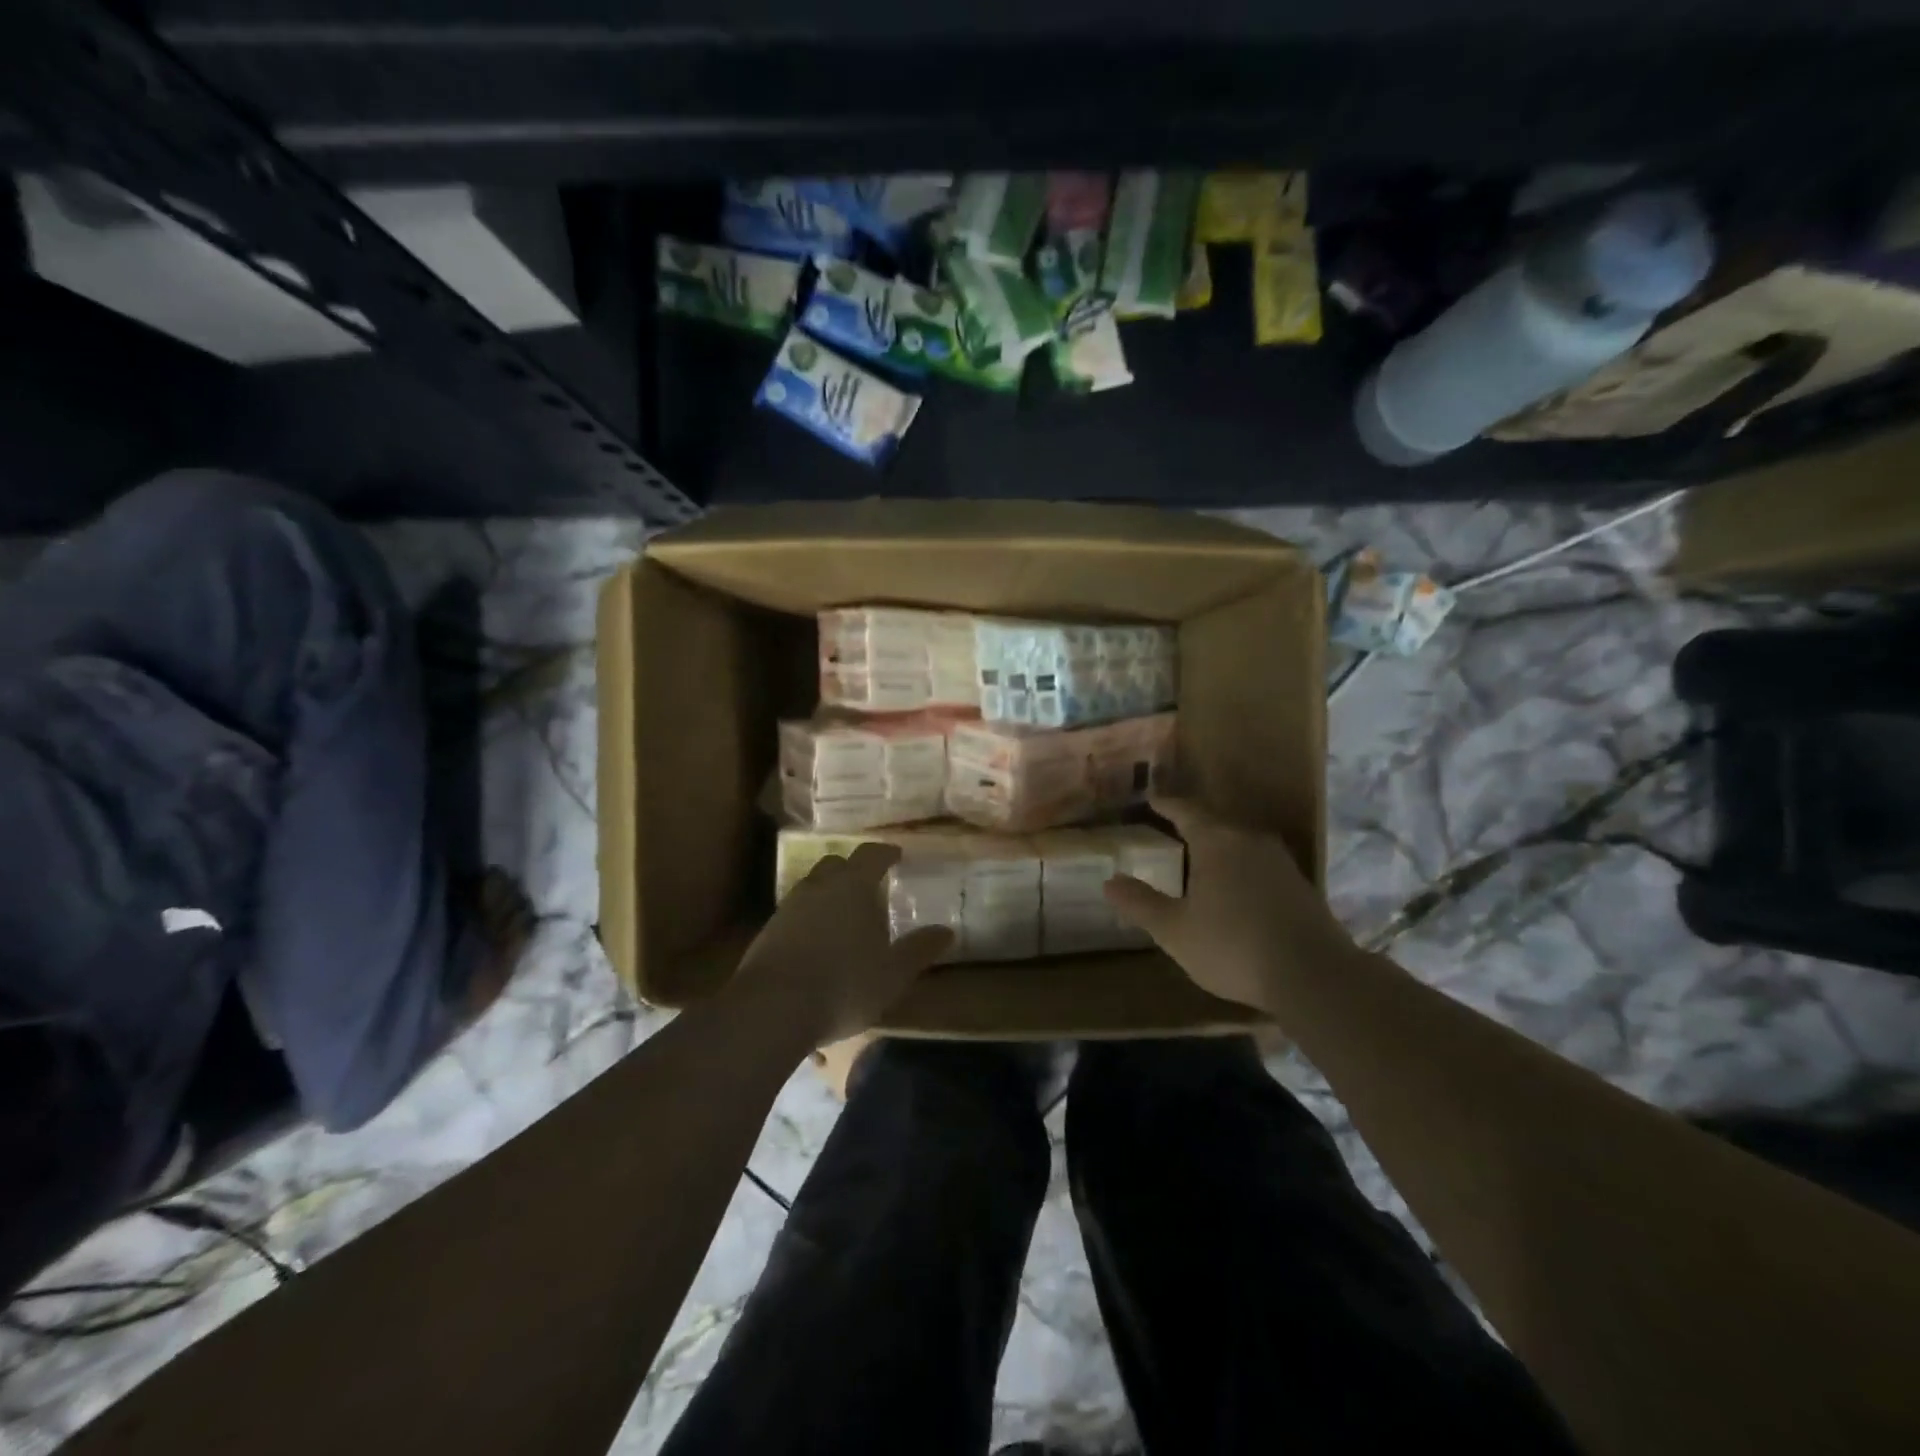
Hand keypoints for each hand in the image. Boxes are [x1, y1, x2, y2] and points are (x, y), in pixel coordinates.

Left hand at [727, 843, 953, 1046]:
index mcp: (852, 886)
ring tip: (843, 916)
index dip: (885, 852)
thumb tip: (946, 931)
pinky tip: (816, 943)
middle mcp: (818, 887)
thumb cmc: (844, 984)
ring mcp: (788, 908)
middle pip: (835, 864)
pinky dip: (808, 919)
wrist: (771, 1009)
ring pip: (812, 887)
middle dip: (852, 870)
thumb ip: (918, 949)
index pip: (871, 855)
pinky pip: (794, 913)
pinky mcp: (767, 932)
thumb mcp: (892, 973)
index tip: (897, 855)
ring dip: (828, 894)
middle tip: (869, 885)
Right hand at [1103, 794, 1358, 1014]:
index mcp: (1216, 842)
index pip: (1186, 810)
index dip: (1166, 804)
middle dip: (1192, 823)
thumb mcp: (1175, 930)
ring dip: (1219, 845)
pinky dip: (1240, 867)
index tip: (1151, 799)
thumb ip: (1141, 904)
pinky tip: (1234, 886)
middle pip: (1216, 822)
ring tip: (1199, 856)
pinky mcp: (1300, 885)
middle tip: (1170, 827)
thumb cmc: (1233, 947)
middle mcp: (1249, 840)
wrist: (1314, 975)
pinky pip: (1259, 863)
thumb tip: (1110, 882)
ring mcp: (1280, 861)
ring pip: (1240, 842)